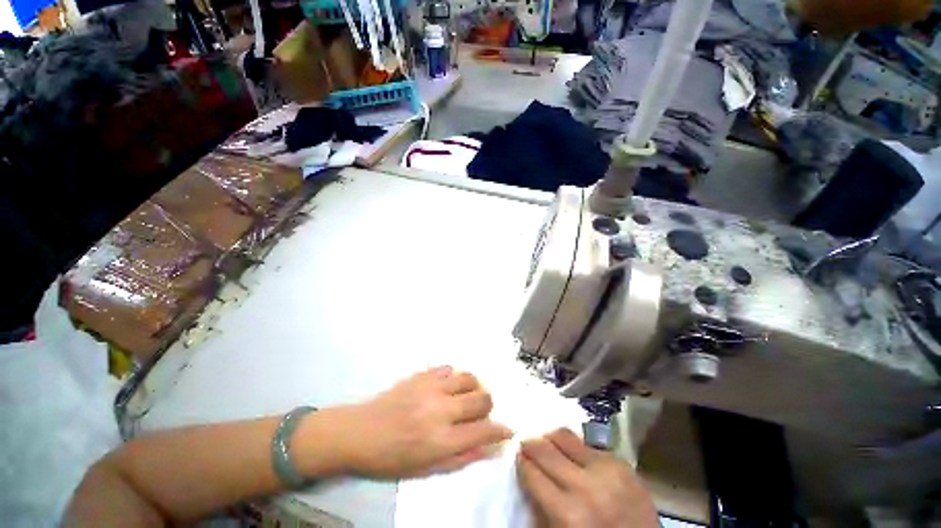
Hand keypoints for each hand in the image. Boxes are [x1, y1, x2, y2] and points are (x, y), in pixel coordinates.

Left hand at [333, 366, 512, 477]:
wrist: (360, 432)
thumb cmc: (392, 457)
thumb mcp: (427, 468)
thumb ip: (461, 457)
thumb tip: (490, 448)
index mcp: (441, 439)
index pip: (484, 430)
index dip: (501, 430)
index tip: (507, 429)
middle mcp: (441, 410)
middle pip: (481, 399)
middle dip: (488, 406)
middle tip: (481, 413)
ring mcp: (431, 388)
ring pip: (469, 377)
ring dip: (474, 387)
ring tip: (466, 396)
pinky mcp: (422, 374)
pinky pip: (449, 368)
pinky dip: (454, 377)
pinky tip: (448, 386)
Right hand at [518, 428, 657, 527]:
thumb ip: (542, 507)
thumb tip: (525, 473)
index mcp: (568, 514)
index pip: (531, 471)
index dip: (521, 461)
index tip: (517, 455)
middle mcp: (586, 486)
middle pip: (545, 447)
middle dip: (530, 443)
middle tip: (525, 443)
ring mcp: (607, 471)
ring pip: (565, 435)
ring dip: (551, 438)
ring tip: (547, 443)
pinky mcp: (622, 463)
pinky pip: (588, 445)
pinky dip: (576, 448)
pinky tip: (575, 455)